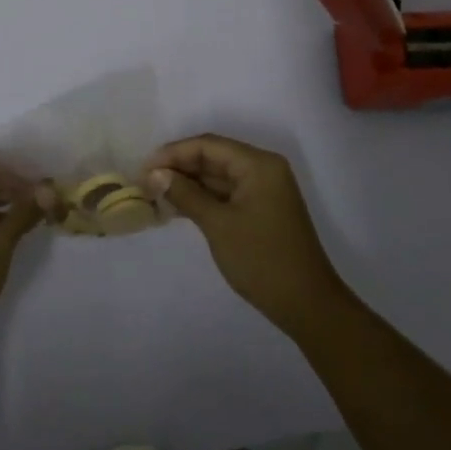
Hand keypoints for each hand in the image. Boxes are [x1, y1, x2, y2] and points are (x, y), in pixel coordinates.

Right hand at [145, 134, 347, 334]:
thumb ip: (185, 194)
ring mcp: (263, 190)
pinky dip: (203, 199)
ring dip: (188, 184)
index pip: (208, 145)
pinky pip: (226, 194)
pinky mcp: (261, 210)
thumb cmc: (262, 259)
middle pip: (213, 157)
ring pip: (218, 177)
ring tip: (154, 194)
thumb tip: (154, 174)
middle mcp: (263, 169)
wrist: (306, 304)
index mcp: (258, 164)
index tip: (143, 168)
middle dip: (179, 168)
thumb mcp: (218, 225)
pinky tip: (177, 207)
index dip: (173, 153)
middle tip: (144, 182)